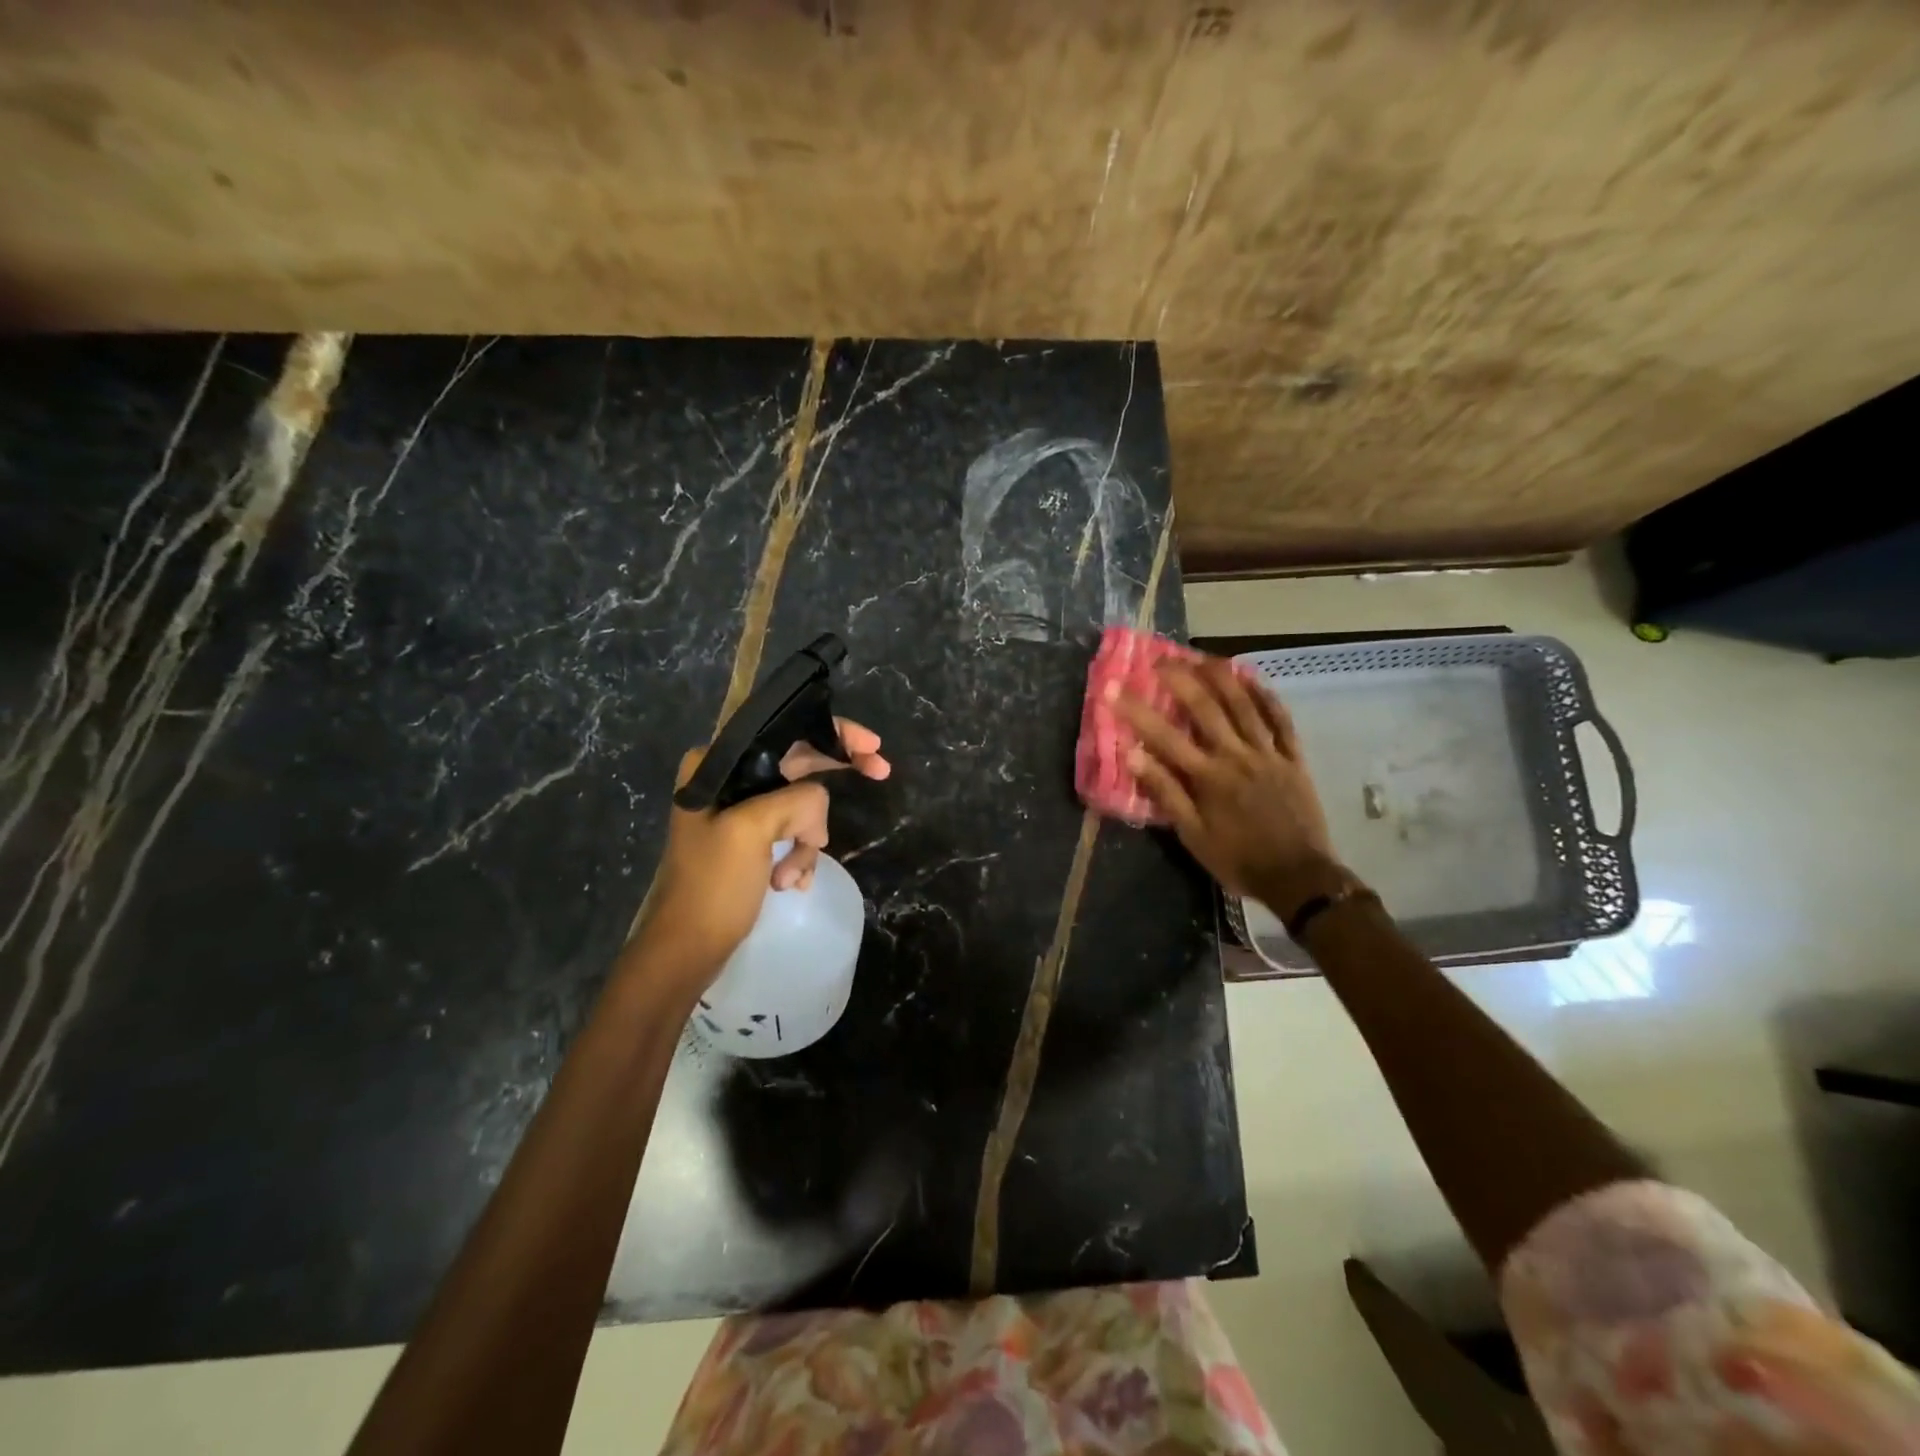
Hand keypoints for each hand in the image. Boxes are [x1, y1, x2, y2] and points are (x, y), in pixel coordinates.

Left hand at [631, 719, 889, 981]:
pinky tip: (791, 883)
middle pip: (799, 761)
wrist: (686, 950)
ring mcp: (740, 811)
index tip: (871, 746)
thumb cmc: (712, 886)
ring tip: (791, 876)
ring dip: (808, 840)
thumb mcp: (752, 830)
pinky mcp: (751, 840)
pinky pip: (794, 832)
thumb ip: (796, 800)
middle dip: (834, 775)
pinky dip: (799, 856)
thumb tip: (819, 806)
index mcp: (718, 764)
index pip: (784, 730)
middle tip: (880, 771)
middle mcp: (728, 779)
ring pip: (802, 804)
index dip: (832, 731)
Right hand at [1113, 659, 1344, 911]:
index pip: (1164, 737)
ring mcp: (1268, 753)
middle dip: (1180, 679)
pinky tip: (1251, 678)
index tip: (1114, 689)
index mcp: (1208, 778)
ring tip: (1201, 656)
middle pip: (1206, 708)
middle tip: (1159, 659)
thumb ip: (1165, 793)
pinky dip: (1265, 695)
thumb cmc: (1238, 860)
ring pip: (1244, 705)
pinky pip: (1280, 719)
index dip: (1136, 710)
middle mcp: (1237, 756)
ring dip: (1221, 676)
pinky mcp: (1293, 757)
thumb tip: (1133, 756)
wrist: (1299, 877)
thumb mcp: (1192, 836)